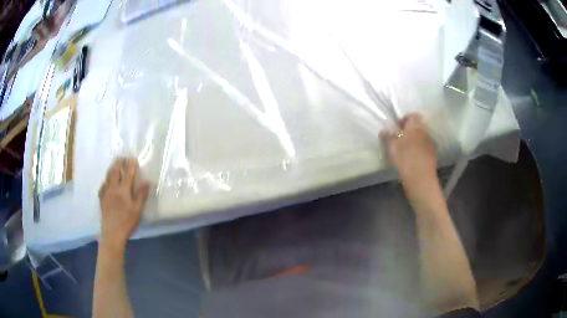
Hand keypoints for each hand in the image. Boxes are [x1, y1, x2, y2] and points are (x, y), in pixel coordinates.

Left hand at [98, 158, 149, 254]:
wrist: (112, 232)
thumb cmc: (127, 222)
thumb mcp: (137, 210)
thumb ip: (141, 195)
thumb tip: (147, 181)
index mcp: (123, 191)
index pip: (128, 175)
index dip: (131, 166)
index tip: (132, 158)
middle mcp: (114, 189)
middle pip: (115, 173)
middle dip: (119, 164)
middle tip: (121, 157)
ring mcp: (106, 194)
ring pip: (108, 178)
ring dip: (111, 169)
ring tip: (113, 164)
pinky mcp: (102, 200)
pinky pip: (102, 187)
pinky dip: (105, 182)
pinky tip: (105, 182)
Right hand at [380, 113, 437, 190]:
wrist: (420, 179)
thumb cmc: (405, 159)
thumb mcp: (391, 147)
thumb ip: (387, 136)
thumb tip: (384, 130)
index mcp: (415, 126)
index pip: (412, 115)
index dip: (404, 120)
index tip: (397, 128)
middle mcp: (425, 131)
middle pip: (418, 126)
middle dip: (409, 131)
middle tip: (400, 140)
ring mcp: (431, 143)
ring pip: (422, 137)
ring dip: (415, 140)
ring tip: (406, 150)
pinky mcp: (433, 155)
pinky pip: (425, 147)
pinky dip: (420, 150)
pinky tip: (413, 159)